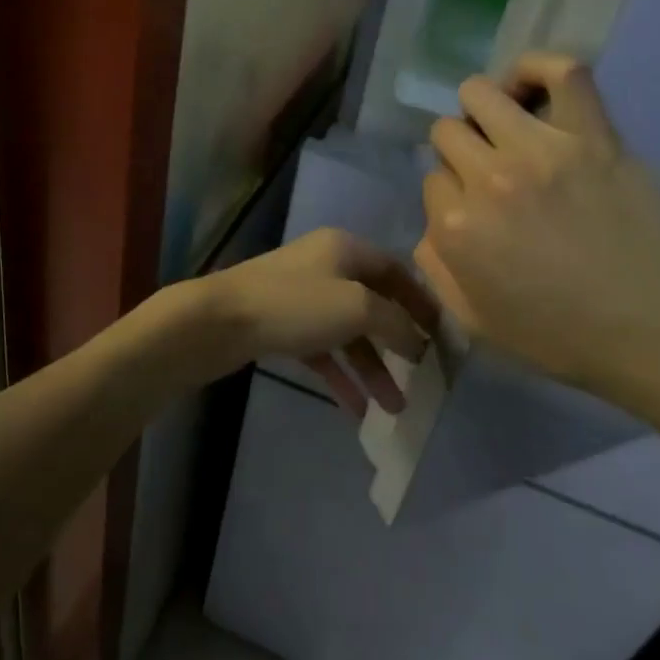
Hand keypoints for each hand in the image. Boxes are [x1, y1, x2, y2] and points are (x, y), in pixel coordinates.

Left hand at [196, 229, 439, 417]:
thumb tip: (417, 338)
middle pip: (373, 304)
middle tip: (422, 378)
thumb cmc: (294, 305)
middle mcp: (324, 267)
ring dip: (371, 368)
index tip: (442, 335)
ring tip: (394, 408)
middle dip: (397, 344)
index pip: (395, 271)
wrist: (217, 321)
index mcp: (344, 248)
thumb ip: (395, 322)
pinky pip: (321, 351)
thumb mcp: (356, 307)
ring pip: (347, 333)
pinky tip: (356, 410)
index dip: (421, 301)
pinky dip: (340, 376)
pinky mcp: (280, 326)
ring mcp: (300, 297)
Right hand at [416, 53, 659, 403]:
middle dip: (460, 151)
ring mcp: (542, 151)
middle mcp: (487, 179)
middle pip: (447, 131)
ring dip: (484, 110)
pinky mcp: (593, 136)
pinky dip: (539, 68)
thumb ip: (434, 264)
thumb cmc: (558, 335)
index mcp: (454, 225)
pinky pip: (563, 72)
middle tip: (490, 173)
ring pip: (482, 93)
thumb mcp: (471, 319)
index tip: (476, 211)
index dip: (450, 194)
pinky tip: (532, 86)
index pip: (431, 177)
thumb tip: (434, 218)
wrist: (654, 333)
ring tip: (507, 130)